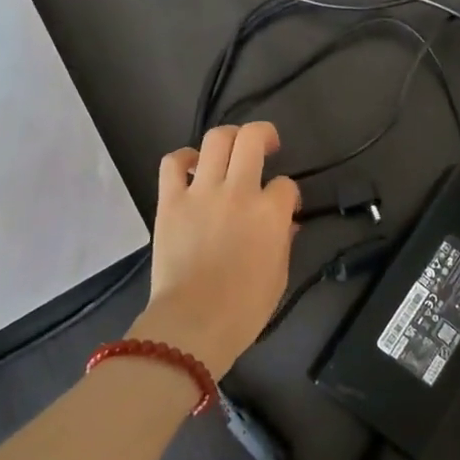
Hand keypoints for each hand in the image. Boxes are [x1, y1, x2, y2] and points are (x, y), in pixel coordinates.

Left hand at [130, 122, 300, 377]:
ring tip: (231, 148)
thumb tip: (285, 224)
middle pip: (253, 138)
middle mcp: (238, 192)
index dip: (288, 193)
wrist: (192, 324)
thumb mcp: (279, 277)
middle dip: (264, 134)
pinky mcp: (170, 201)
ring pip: (216, 140)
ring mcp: (201, 192)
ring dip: (228, 137)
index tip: (284, 207)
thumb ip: (284, 242)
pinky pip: (172, 163)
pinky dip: (183, 158)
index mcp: (270, 213)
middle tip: (267, 144)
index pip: (286, 184)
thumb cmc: (243, 310)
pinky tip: (191, 167)